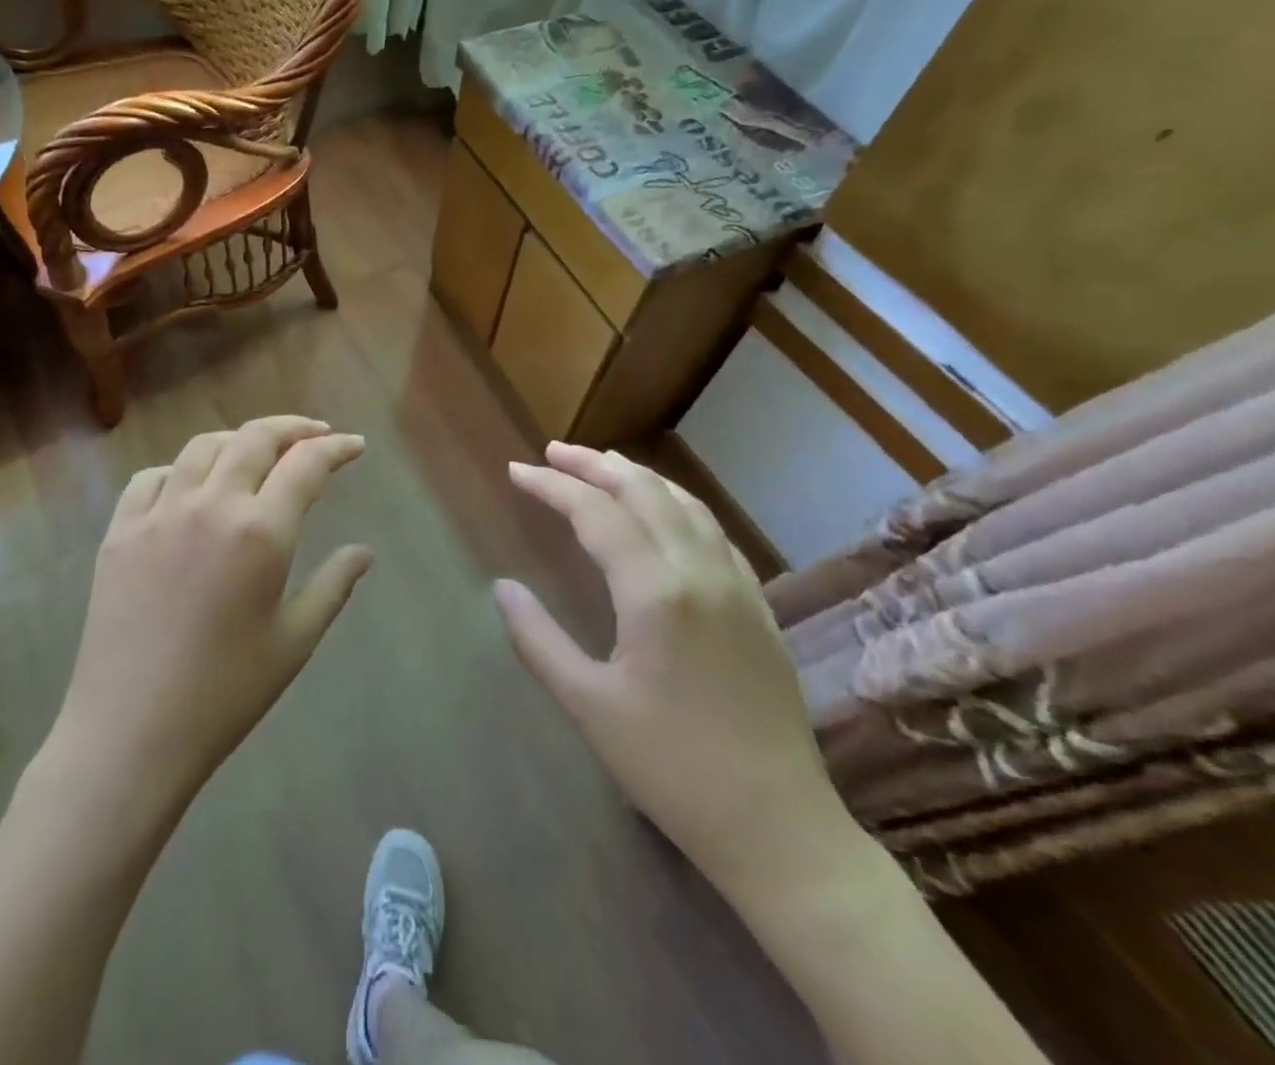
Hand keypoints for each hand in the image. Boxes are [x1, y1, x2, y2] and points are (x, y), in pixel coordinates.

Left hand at [53, 416, 372, 794]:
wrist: (132, 731)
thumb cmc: (225, 693)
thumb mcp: (294, 641)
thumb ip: (333, 586)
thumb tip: (363, 552)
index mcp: (260, 532)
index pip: (306, 465)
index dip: (335, 448)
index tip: (354, 446)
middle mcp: (210, 505)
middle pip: (255, 438)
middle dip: (292, 428)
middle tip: (315, 435)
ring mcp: (158, 513)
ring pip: (202, 447)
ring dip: (238, 440)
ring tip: (257, 453)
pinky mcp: (119, 531)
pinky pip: (151, 477)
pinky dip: (180, 470)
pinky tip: (190, 487)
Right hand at [494, 442, 847, 889]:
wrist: (778, 828)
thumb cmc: (671, 768)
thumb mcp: (589, 705)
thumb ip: (539, 639)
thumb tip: (502, 588)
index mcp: (656, 592)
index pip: (596, 513)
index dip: (552, 486)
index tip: (516, 472)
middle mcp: (701, 573)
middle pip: (644, 492)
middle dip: (594, 465)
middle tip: (552, 453)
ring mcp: (738, 587)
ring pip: (686, 505)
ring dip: (639, 477)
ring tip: (602, 465)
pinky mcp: (759, 608)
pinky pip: (715, 533)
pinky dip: (678, 505)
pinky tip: (664, 513)